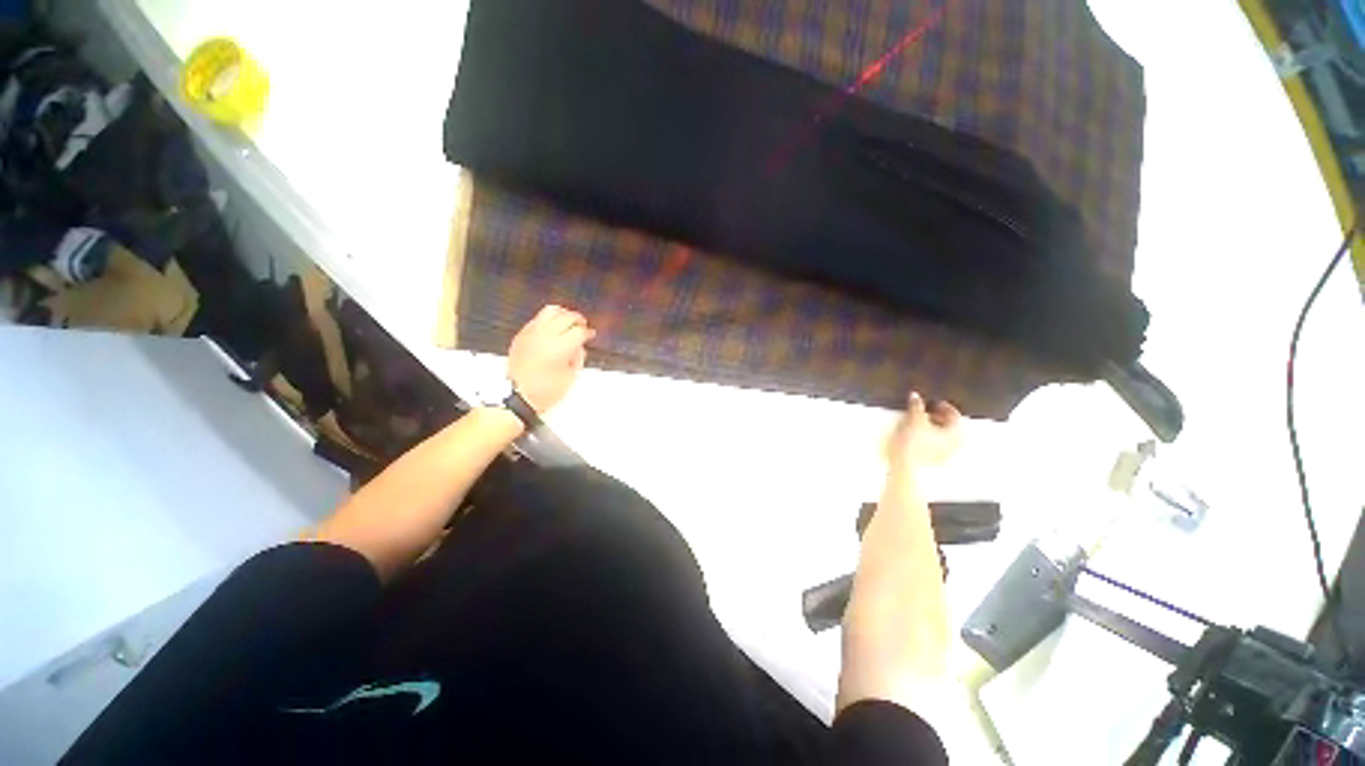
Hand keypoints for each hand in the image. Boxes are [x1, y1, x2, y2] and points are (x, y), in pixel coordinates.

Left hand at [507, 305, 595, 413]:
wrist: (516, 396)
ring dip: (563, 314)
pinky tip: (553, 329)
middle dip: (578, 320)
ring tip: (568, 322)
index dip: (588, 332)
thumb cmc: (546, 391)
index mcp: (559, 348)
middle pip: (567, 317)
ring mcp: (531, 333)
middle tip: (583, 326)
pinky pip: (537, 318)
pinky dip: (548, 319)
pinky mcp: (521, 334)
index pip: (579, 331)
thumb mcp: (570, 377)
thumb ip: (578, 357)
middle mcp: (545, 336)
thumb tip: (579, 345)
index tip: (591, 335)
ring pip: (550, 311)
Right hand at [885, 392, 961, 470]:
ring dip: (934, 428)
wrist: (905, 465)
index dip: (945, 407)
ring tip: (920, 422)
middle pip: (951, 426)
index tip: (935, 403)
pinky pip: (936, 445)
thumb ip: (916, 405)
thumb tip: (916, 396)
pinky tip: (918, 435)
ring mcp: (946, 454)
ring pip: (943, 436)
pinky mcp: (935, 461)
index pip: (955, 415)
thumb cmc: (913, 442)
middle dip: (939, 417)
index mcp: (956, 433)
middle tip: (927, 411)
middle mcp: (955, 444)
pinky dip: (930, 437)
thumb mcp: (914, 419)